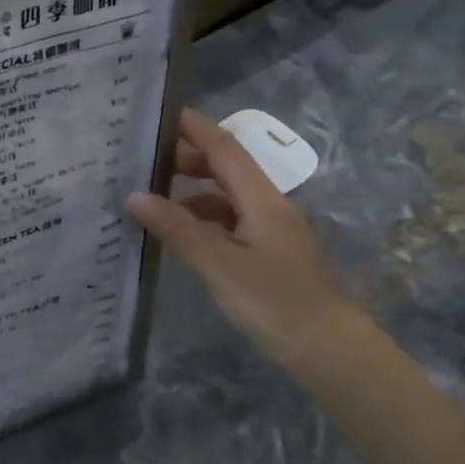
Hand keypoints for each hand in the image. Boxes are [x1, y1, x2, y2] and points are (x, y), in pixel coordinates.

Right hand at [125, 109, 378, 381]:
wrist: (331, 353)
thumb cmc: (276, 303)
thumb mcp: (219, 265)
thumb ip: (177, 228)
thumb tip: (133, 195)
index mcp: (262, 201)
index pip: (225, 150)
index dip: (195, 128)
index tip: (162, 110)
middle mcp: (268, 207)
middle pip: (226, 169)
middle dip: (186, 158)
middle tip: (142, 159)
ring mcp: (270, 232)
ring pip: (226, 197)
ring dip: (191, 191)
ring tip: (151, 197)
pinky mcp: (268, 255)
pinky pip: (228, 221)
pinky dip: (201, 218)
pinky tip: (180, 233)